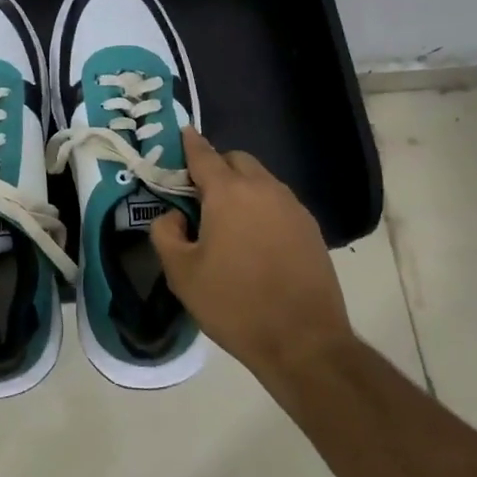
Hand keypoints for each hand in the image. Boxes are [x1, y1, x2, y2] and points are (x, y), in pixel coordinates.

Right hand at [150, 129, 352, 381]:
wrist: (304, 342)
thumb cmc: (235, 304)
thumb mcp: (182, 273)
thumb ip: (165, 233)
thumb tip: (173, 215)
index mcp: (229, 193)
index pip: (203, 154)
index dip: (189, 143)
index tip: (181, 135)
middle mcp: (264, 189)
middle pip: (236, 160)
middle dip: (216, 167)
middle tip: (198, 194)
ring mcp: (292, 207)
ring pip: (261, 180)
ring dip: (241, 187)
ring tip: (227, 220)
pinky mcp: (311, 228)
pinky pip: (278, 203)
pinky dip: (262, 207)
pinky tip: (255, 238)